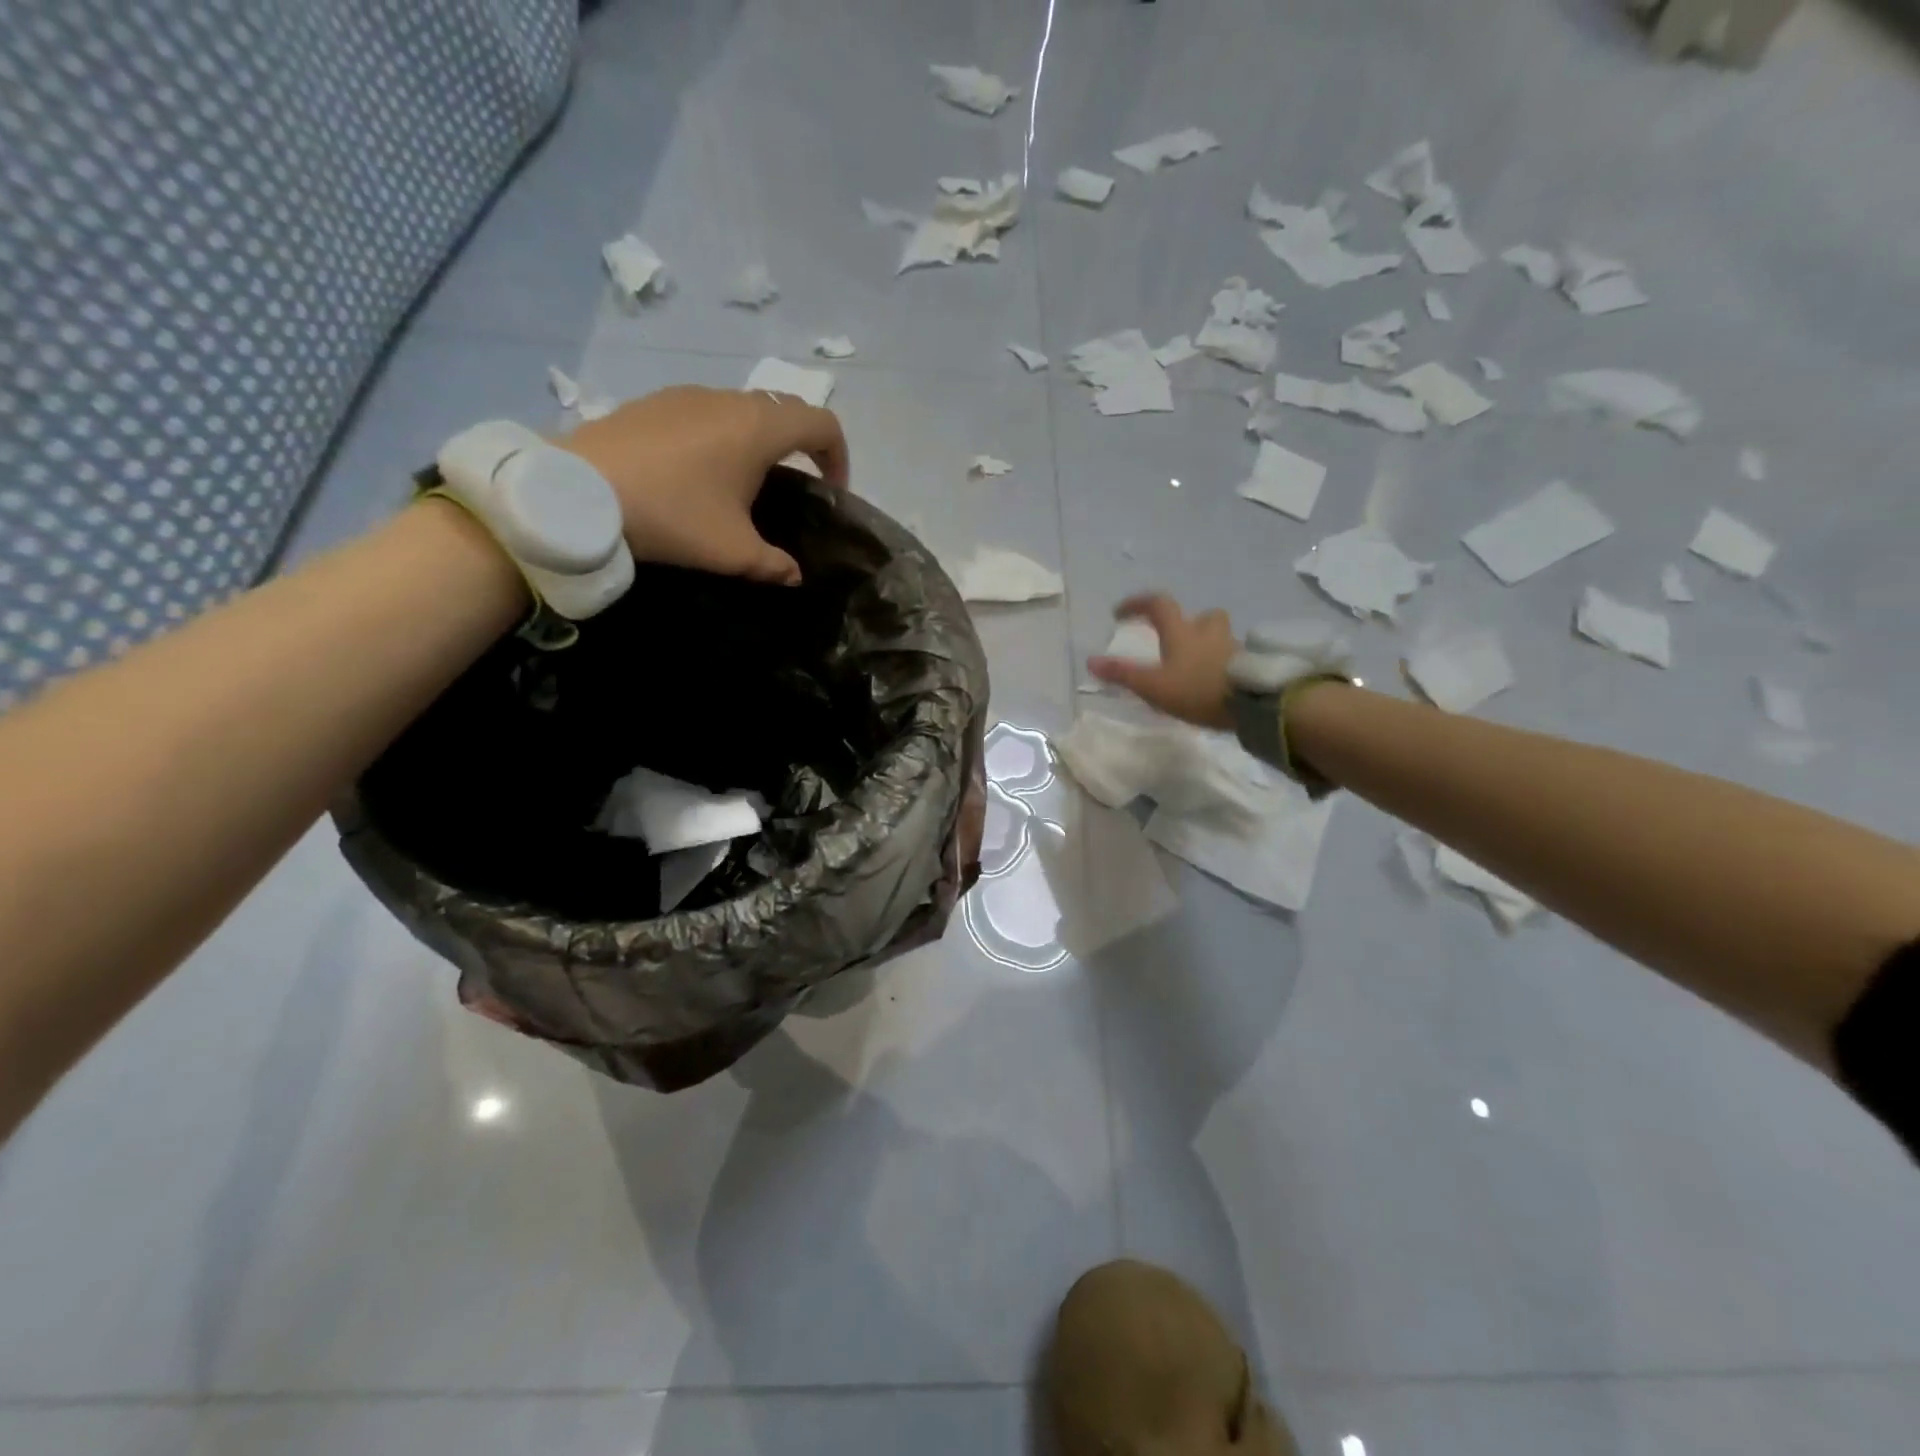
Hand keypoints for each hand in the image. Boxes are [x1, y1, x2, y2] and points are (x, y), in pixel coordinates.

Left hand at [559, 386, 849, 585]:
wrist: (580, 493)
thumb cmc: (674, 515)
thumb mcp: (733, 552)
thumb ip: (774, 564)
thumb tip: (793, 575)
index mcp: (759, 428)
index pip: (823, 424)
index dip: (838, 457)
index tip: (831, 492)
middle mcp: (728, 400)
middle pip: (784, 411)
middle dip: (800, 447)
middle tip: (793, 488)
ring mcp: (687, 396)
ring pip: (742, 410)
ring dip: (757, 441)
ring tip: (742, 484)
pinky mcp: (653, 403)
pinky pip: (705, 414)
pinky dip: (719, 437)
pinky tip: (696, 475)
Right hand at [1088, 594, 1235, 729]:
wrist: (1253, 703)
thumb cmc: (1197, 690)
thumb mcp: (1153, 686)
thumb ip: (1123, 674)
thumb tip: (1091, 661)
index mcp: (1181, 631)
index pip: (1157, 604)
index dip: (1136, 604)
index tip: (1120, 613)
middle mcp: (1208, 632)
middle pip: (1200, 615)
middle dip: (1186, 622)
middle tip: (1174, 640)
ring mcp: (1233, 647)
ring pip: (1219, 636)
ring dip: (1206, 643)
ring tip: (1196, 665)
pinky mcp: (1249, 666)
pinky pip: (1232, 657)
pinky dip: (1222, 664)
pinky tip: (1215, 682)